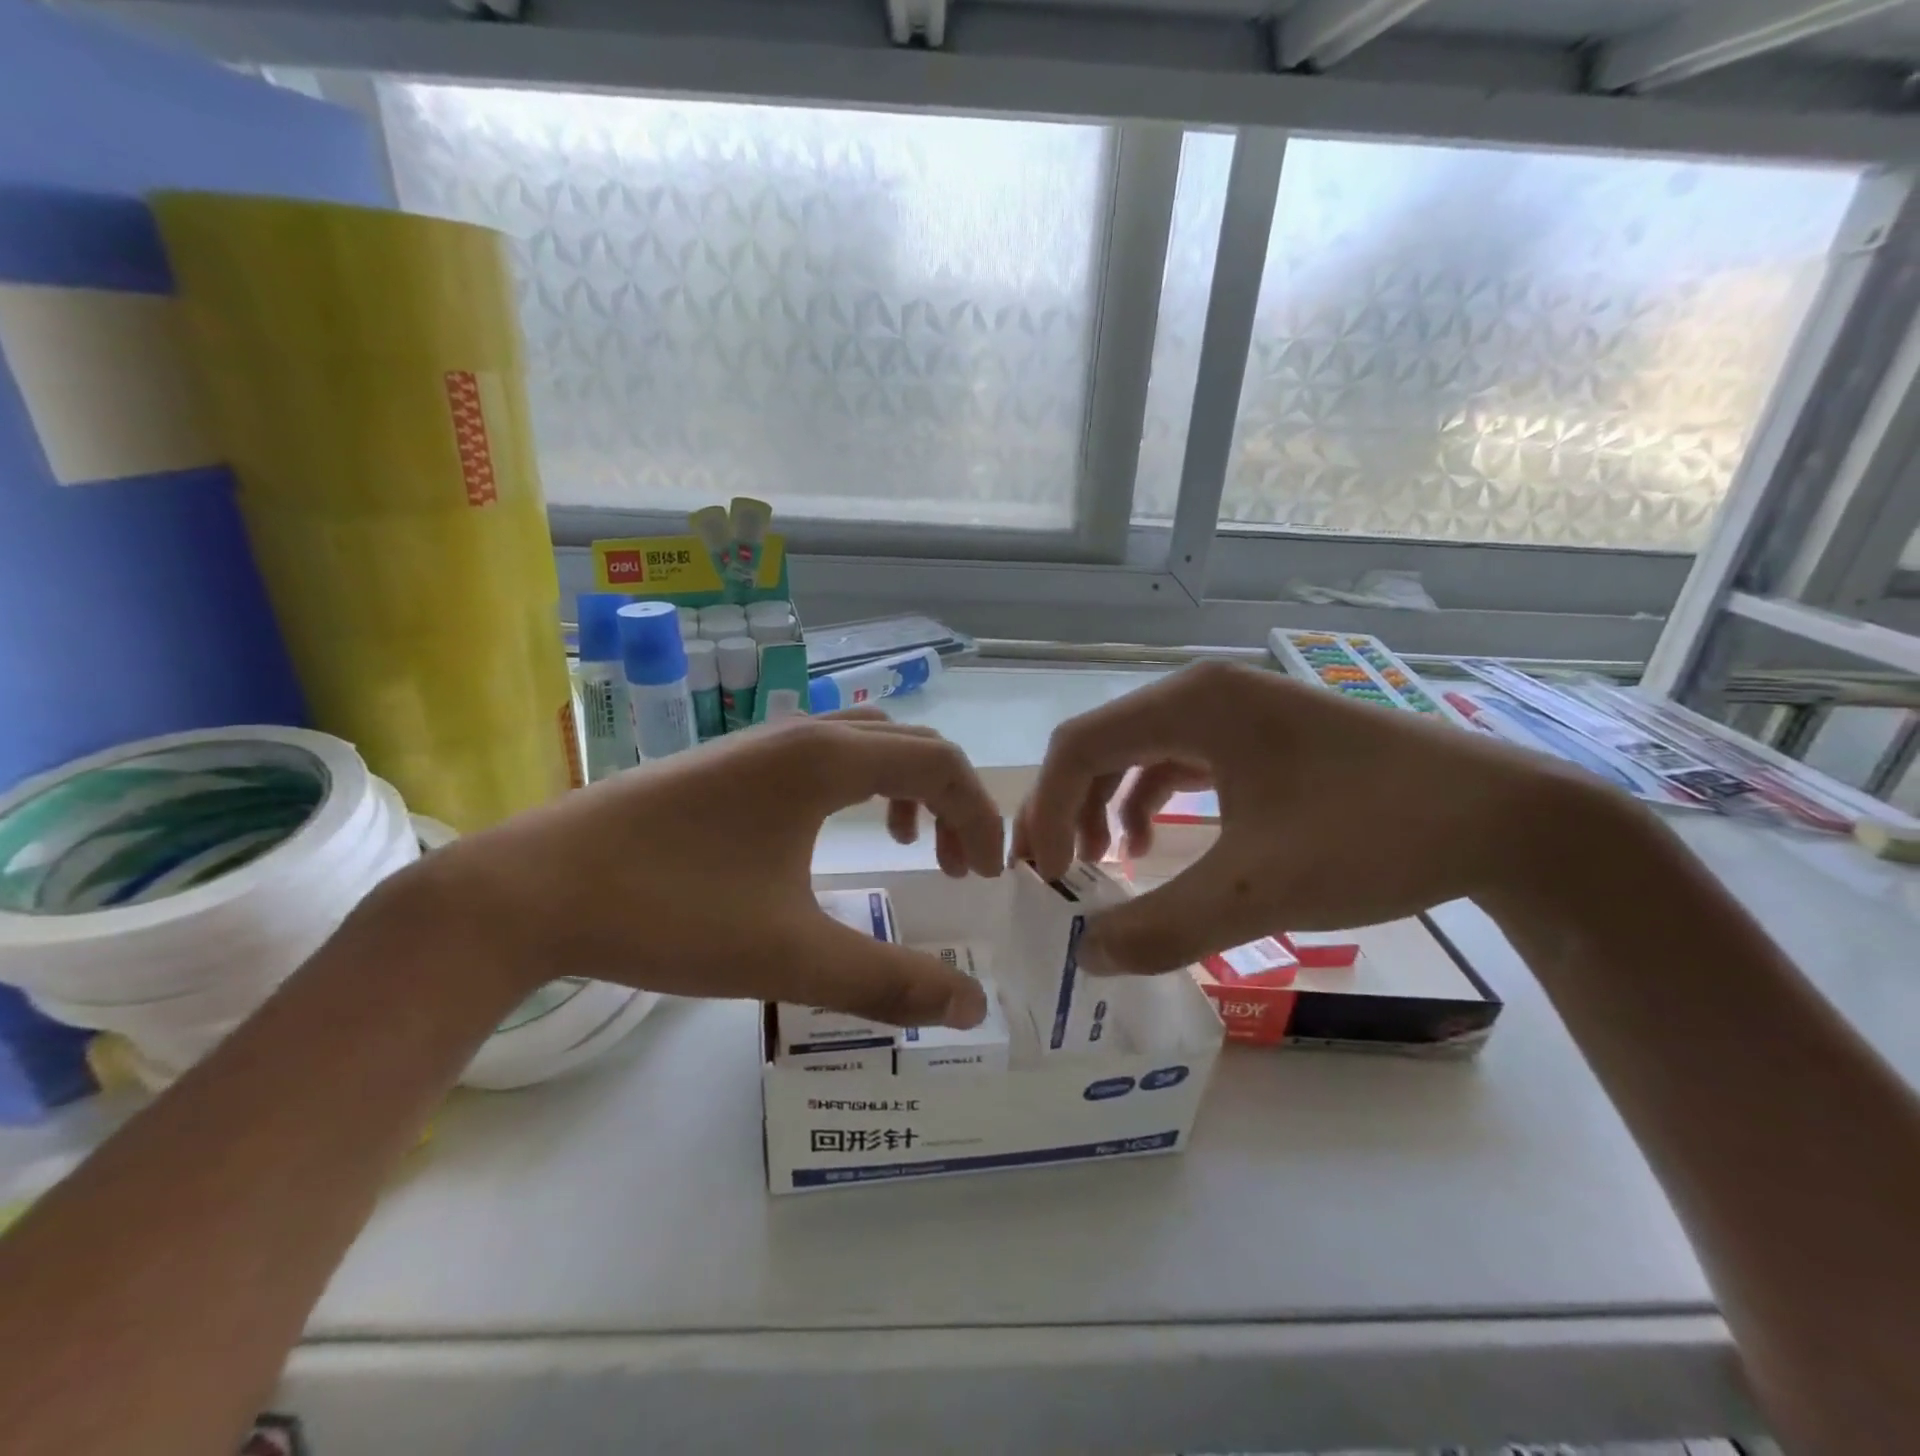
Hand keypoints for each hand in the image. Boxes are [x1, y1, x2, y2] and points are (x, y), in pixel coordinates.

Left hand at [385, 712, 1001, 1027]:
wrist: (531, 888)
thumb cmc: (670, 911)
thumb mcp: (790, 956)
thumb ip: (888, 982)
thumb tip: (971, 1009)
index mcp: (827, 759)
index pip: (941, 763)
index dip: (981, 815)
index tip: (987, 877)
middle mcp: (801, 732)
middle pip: (910, 743)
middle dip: (952, 800)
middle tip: (959, 867)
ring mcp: (760, 740)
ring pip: (865, 742)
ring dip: (904, 786)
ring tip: (907, 843)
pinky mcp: (728, 761)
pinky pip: (822, 754)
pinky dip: (858, 785)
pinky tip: (831, 835)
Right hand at [1014, 659, 1598, 974]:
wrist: (1510, 819)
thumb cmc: (1375, 836)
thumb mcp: (1258, 891)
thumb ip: (1162, 927)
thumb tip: (1088, 959)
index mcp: (1193, 704)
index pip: (1078, 746)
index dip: (1046, 811)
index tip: (1047, 878)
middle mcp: (1205, 693)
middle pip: (1102, 743)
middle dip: (1067, 807)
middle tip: (1057, 873)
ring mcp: (1238, 710)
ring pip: (1138, 751)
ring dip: (1105, 804)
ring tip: (1100, 863)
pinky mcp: (1263, 737)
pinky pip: (1179, 761)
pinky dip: (1150, 801)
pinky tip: (1155, 844)